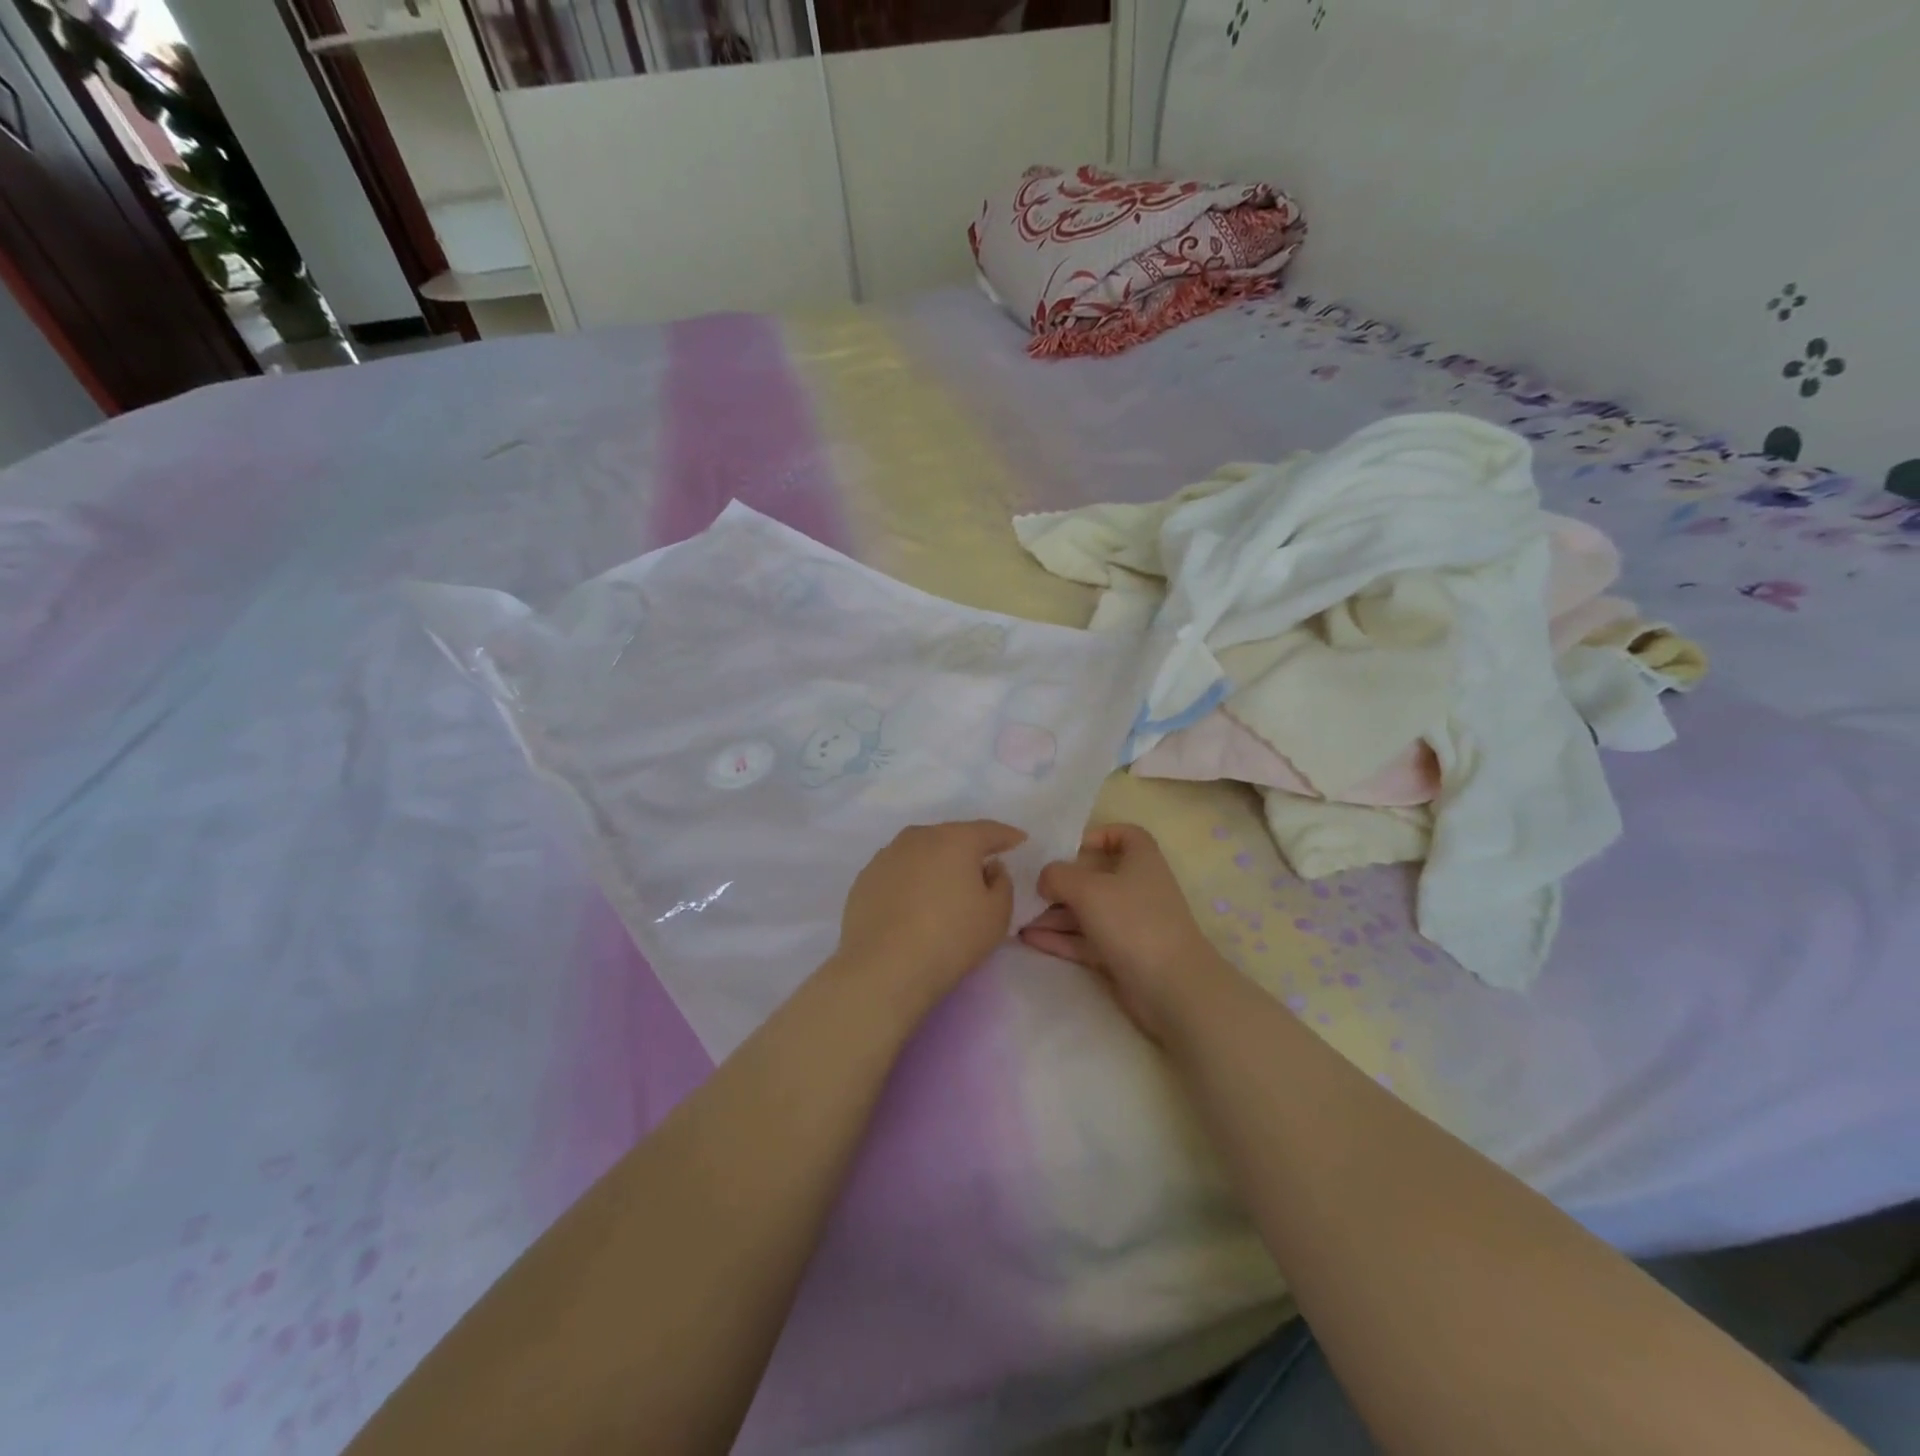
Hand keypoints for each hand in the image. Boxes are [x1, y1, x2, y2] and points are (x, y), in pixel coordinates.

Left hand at [832, 821, 1026, 1011]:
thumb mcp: (996, 915)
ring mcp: (886, 856)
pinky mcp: (865, 878)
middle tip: (982, 866)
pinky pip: (898, 871)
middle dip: (969, 848)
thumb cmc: (950, 938)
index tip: (1019, 840)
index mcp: (955, 839)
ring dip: (937, 862)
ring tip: (946, 885)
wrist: (883, 968)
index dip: (1006, 836)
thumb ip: (1002, 883)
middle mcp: (918, 837)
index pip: (988, 830)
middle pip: (951, 836)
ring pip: (921, 851)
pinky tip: (914, 902)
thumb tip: (989, 868)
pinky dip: (911, 879)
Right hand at [1019, 823, 1225, 1041]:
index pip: (1125, 835)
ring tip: (1017, 916)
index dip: (1098, 835)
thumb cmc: (1133, 921)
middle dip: (1061, 881)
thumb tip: (1045, 878)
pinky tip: (1028, 938)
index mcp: (1140, 860)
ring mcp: (1129, 924)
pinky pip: (1084, 939)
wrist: (1171, 987)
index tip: (1068, 847)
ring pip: (1086, 911)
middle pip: (1095, 876)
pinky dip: (1060, 938)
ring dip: (1054, 913)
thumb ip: (1058, 875)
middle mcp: (1136, 888)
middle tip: (1027, 886)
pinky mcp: (1120, 954)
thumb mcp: (1088, 889)